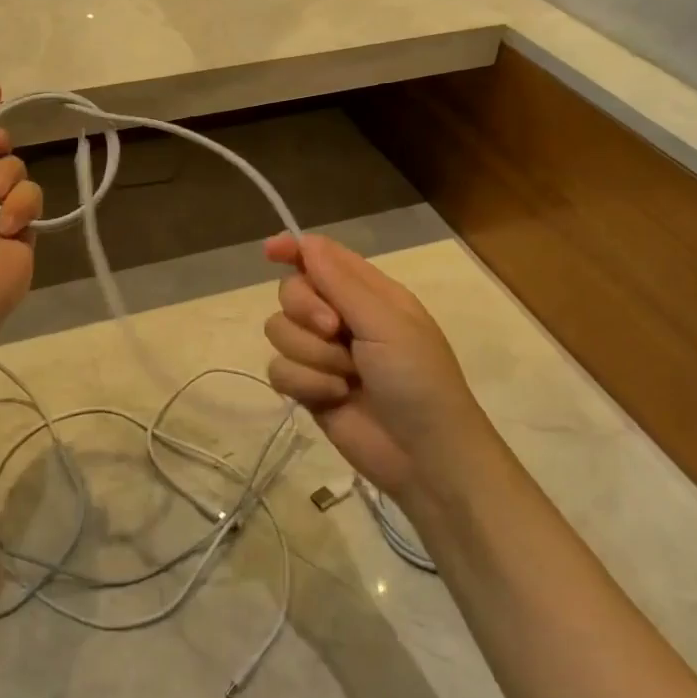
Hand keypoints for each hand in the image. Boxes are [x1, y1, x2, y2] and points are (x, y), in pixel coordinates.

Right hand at [262, 234, 486, 499]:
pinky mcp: (308, 388)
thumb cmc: (418, 379)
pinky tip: (334, 398)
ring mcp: (322, 354)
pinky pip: (279, 370)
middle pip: (291, 292)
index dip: (293, 250)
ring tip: (346, 377)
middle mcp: (341, 318)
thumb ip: (341, 283)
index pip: (321, 257)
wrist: (426, 456)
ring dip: (311, 355)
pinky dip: (305, 384)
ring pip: (279, 331)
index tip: (270, 251)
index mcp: (368, 293)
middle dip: (305, 311)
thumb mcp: (386, 323)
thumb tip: (305, 241)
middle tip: (334, 330)